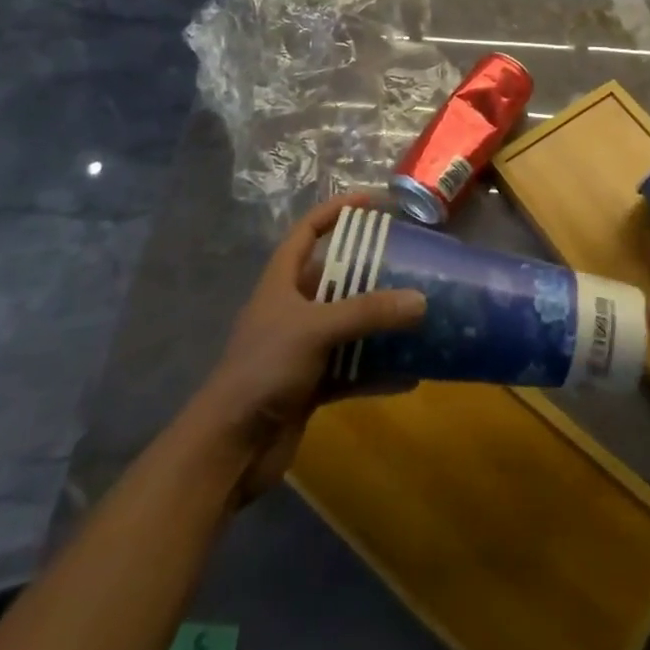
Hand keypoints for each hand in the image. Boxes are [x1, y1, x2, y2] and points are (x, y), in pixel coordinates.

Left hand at [191, 195, 426, 502]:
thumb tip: (421, 300)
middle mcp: (293, 308)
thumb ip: (368, 312)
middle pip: (336, 277)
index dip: (337, 210)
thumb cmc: (264, 368)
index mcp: (282, 281)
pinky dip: (378, 370)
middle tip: (411, 260)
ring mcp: (302, 348)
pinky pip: (353, 369)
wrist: (229, 448)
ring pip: (349, 324)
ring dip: (380, 322)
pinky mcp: (312, 385)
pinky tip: (411, 373)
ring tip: (420, 312)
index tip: (374, 201)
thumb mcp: (316, 329)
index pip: (308, 231)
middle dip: (371, 270)